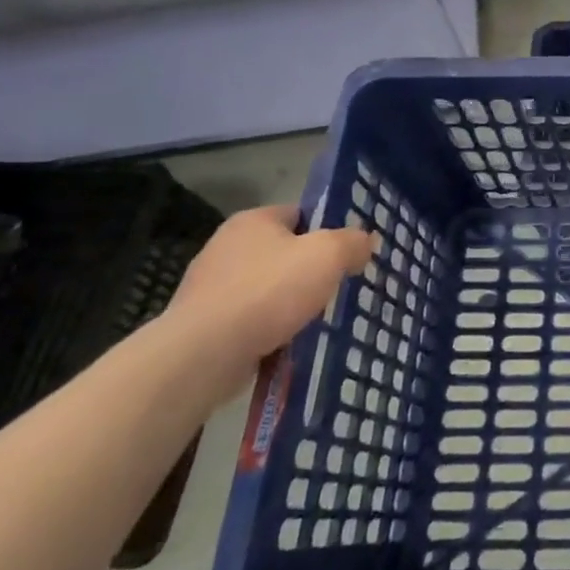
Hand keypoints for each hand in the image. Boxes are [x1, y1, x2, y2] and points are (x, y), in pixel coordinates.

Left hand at [162, 205, 375, 398]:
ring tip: (315, 321)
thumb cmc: (269, 291)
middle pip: (284, 253)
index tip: (347, 255)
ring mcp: (210, 287)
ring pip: (268, 289)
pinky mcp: (204, 324)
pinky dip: (269, 330)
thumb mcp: (328, 255)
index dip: (328, 231)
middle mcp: (226, 247)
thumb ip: (353, 242)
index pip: (300, 214)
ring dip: (290, 304)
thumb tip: (366, 241)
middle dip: (310, 271)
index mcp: (253, 221)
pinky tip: (287, 343)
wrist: (204, 354)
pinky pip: (250, 320)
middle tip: (338, 288)